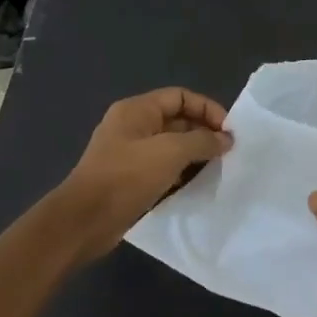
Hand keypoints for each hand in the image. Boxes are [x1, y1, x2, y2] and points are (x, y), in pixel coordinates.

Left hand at [57, 87, 231, 259]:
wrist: (86, 219)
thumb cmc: (127, 177)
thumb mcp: (170, 152)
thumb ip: (202, 141)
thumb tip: (226, 139)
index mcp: (137, 110)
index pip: (181, 97)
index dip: (208, 109)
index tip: (230, 132)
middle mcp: (133, 127)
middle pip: (177, 120)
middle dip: (204, 133)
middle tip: (229, 153)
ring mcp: (131, 154)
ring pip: (172, 147)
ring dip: (196, 155)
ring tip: (219, 169)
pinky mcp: (131, 179)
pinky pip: (164, 169)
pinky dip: (182, 174)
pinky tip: (198, 186)